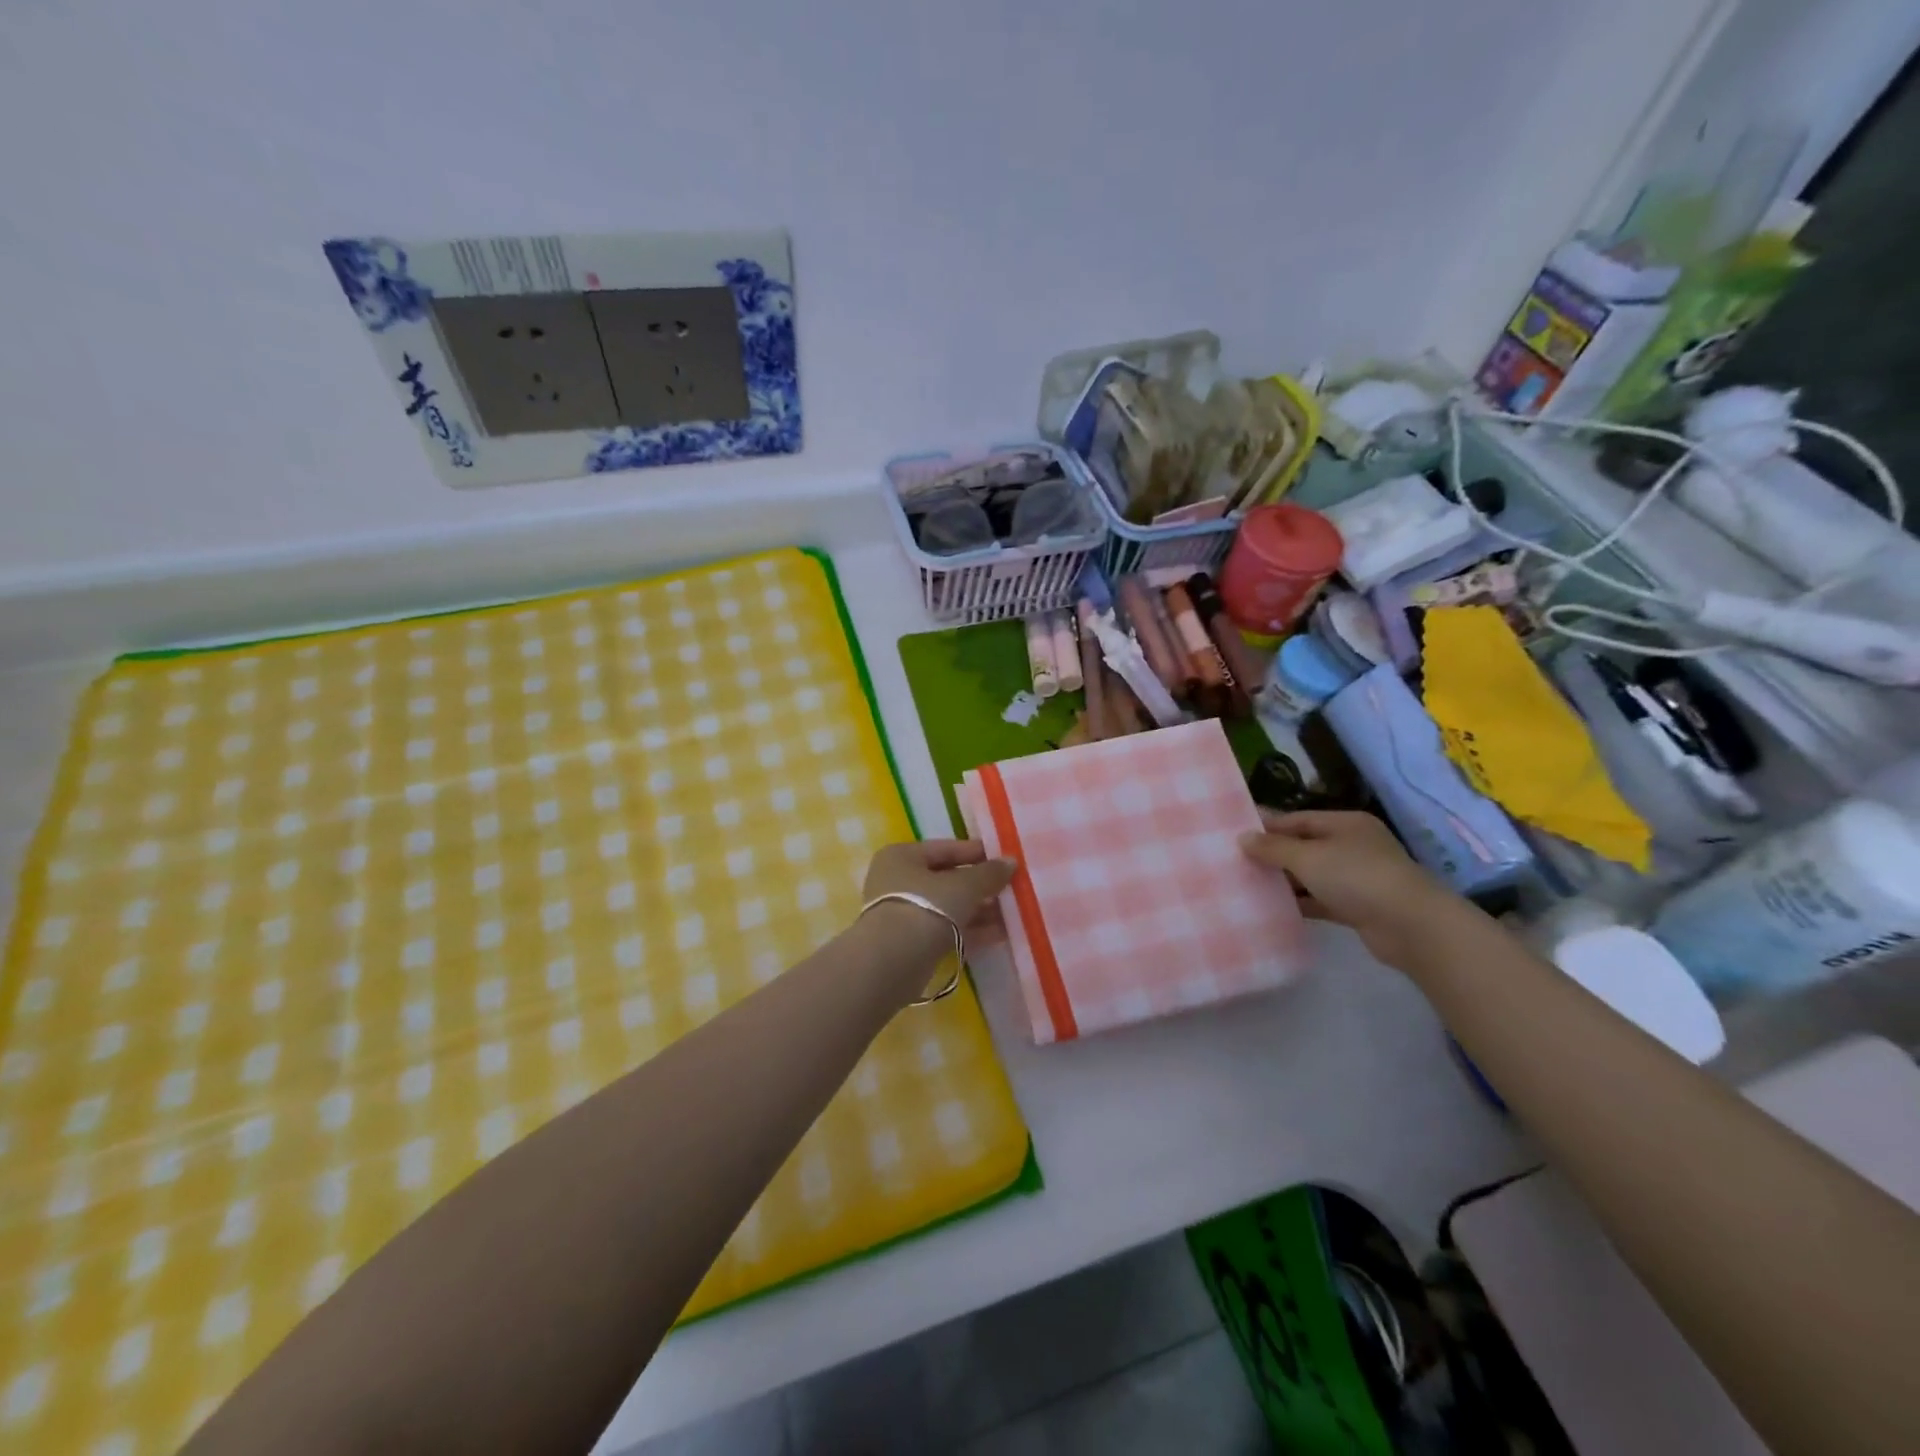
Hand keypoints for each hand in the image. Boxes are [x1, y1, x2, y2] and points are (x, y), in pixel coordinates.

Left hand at [862, 839, 1018, 938]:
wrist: (893, 962)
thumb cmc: (926, 907)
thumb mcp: (964, 886)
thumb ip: (989, 873)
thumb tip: (1011, 862)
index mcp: (902, 856)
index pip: (945, 848)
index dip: (977, 853)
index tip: (1006, 859)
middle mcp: (898, 881)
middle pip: (947, 879)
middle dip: (980, 885)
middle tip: (1012, 888)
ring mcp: (903, 914)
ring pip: (948, 907)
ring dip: (979, 909)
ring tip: (1013, 912)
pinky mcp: (911, 943)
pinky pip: (946, 929)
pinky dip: (970, 930)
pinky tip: (1001, 933)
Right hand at [1239, 809, 1463, 968]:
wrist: (1411, 927)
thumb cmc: (1357, 877)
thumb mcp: (1308, 857)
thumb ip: (1273, 848)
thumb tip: (1242, 838)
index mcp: (1345, 824)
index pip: (1298, 819)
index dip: (1267, 827)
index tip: (1235, 836)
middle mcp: (1353, 846)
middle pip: (1304, 846)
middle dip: (1273, 855)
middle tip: (1236, 862)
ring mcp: (1358, 878)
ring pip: (1311, 875)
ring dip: (1285, 881)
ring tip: (1247, 885)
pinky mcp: (1358, 907)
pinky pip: (1321, 900)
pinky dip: (1301, 903)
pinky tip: (1273, 908)